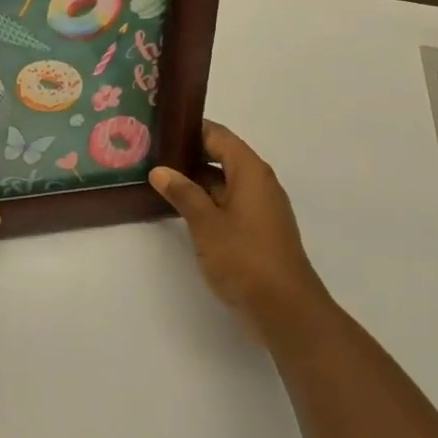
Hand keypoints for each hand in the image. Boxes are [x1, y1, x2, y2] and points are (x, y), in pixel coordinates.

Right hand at [149, 121, 332, 346]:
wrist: (285, 308)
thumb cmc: (244, 257)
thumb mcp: (205, 223)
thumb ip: (182, 193)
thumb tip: (160, 170)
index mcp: (251, 171)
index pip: (219, 135)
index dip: (191, 129)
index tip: (161, 130)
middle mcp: (259, 183)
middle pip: (222, 156)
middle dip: (189, 155)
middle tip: (152, 155)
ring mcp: (261, 208)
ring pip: (224, 182)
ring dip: (196, 181)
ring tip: (159, 180)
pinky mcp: (258, 230)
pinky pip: (229, 203)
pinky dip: (207, 201)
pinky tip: (180, 210)